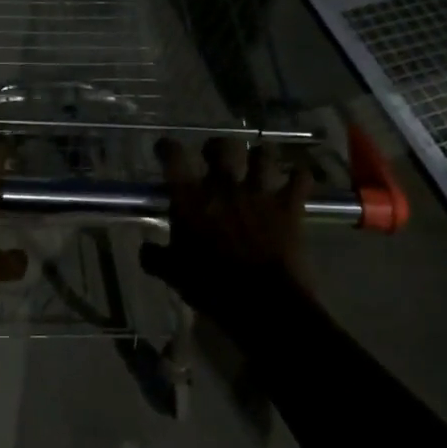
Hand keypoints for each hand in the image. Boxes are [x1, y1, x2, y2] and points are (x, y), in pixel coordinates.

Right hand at [139, 138, 314, 318]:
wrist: (262, 302)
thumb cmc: (211, 287)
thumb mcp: (173, 274)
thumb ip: (156, 257)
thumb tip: (145, 249)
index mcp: (191, 198)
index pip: (173, 157)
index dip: (166, 147)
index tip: (164, 148)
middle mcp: (224, 185)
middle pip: (222, 146)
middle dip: (217, 146)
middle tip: (214, 156)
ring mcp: (259, 193)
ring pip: (263, 154)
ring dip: (261, 156)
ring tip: (258, 162)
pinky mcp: (289, 206)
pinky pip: (301, 178)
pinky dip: (300, 177)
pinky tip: (297, 180)